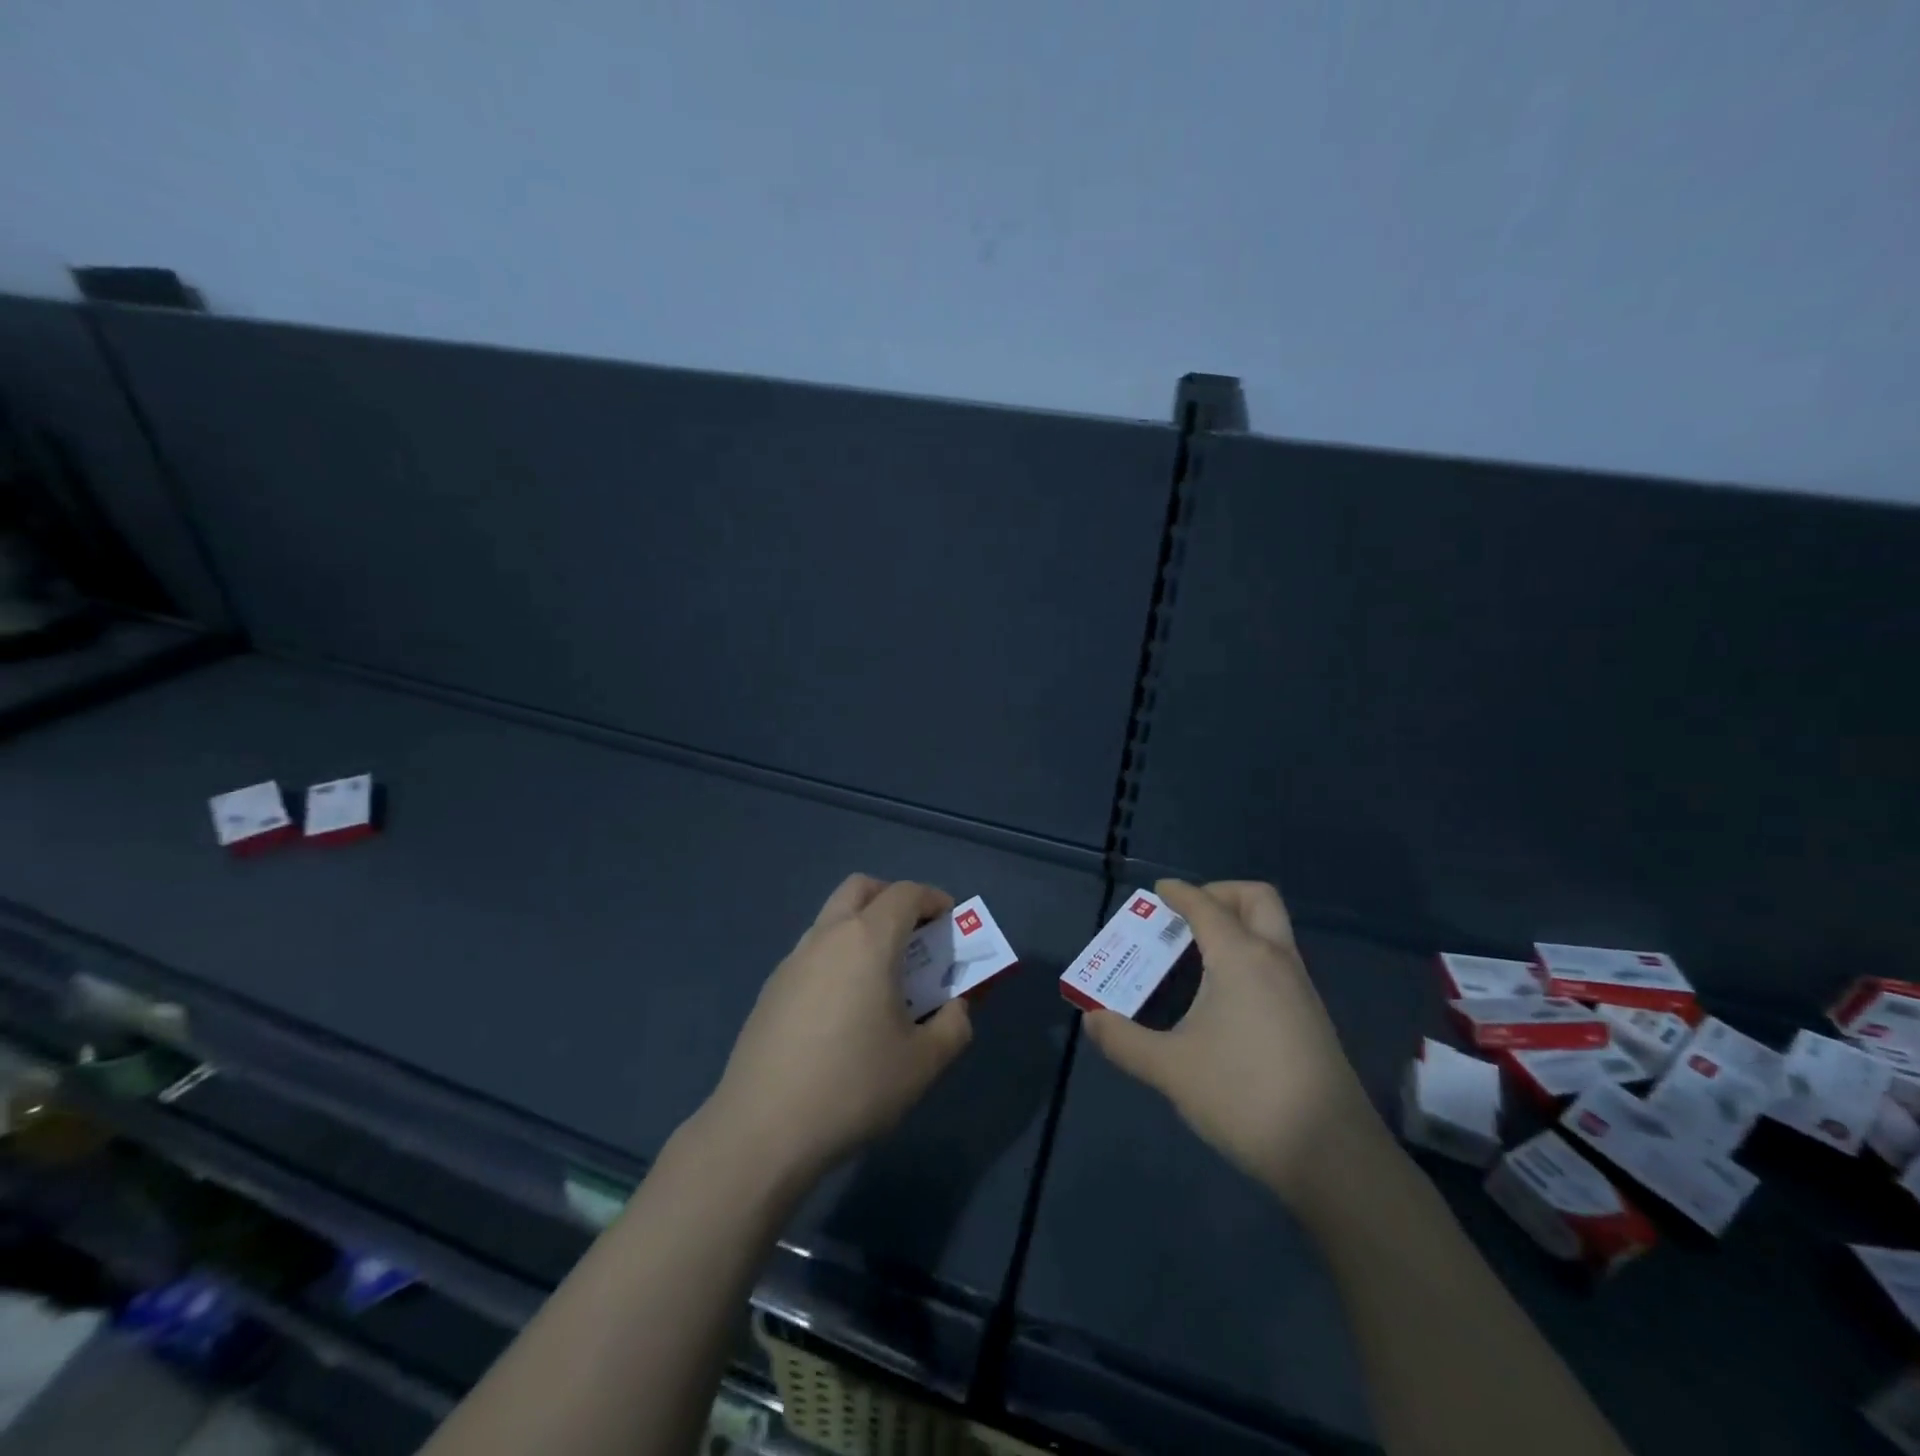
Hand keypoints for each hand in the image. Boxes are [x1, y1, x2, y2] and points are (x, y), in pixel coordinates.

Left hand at [700, 875, 973, 1186]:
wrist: (762, 1129)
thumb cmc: (853, 1086)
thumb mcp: (923, 1063)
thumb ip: (954, 1026)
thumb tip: (956, 1008)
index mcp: (868, 940)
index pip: (905, 894)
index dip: (933, 899)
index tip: (950, 923)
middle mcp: (827, 936)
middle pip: (861, 888)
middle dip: (892, 899)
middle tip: (914, 935)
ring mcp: (792, 960)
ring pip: (832, 918)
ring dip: (862, 928)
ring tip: (881, 977)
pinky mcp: (771, 989)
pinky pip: (813, 952)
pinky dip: (837, 957)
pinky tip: (843, 1009)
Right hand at [1082, 879, 1382, 1204]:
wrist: (1333, 1157)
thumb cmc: (1244, 1096)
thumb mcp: (1171, 1069)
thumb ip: (1124, 1040)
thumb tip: (1092, 1020)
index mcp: (1241, 958)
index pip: (1206, 906)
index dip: (1179, 893)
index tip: (1159, 891)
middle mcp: (1276, 961)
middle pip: (1256, 899)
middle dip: (1221, 893)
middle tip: (1188, 915)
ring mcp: (1301, 989)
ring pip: (1273, 931)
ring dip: (1238, 925)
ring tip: (1197, 955)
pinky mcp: (1312, 1018)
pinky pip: (1278, 962)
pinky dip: (1250, 955)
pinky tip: (1225, 995)